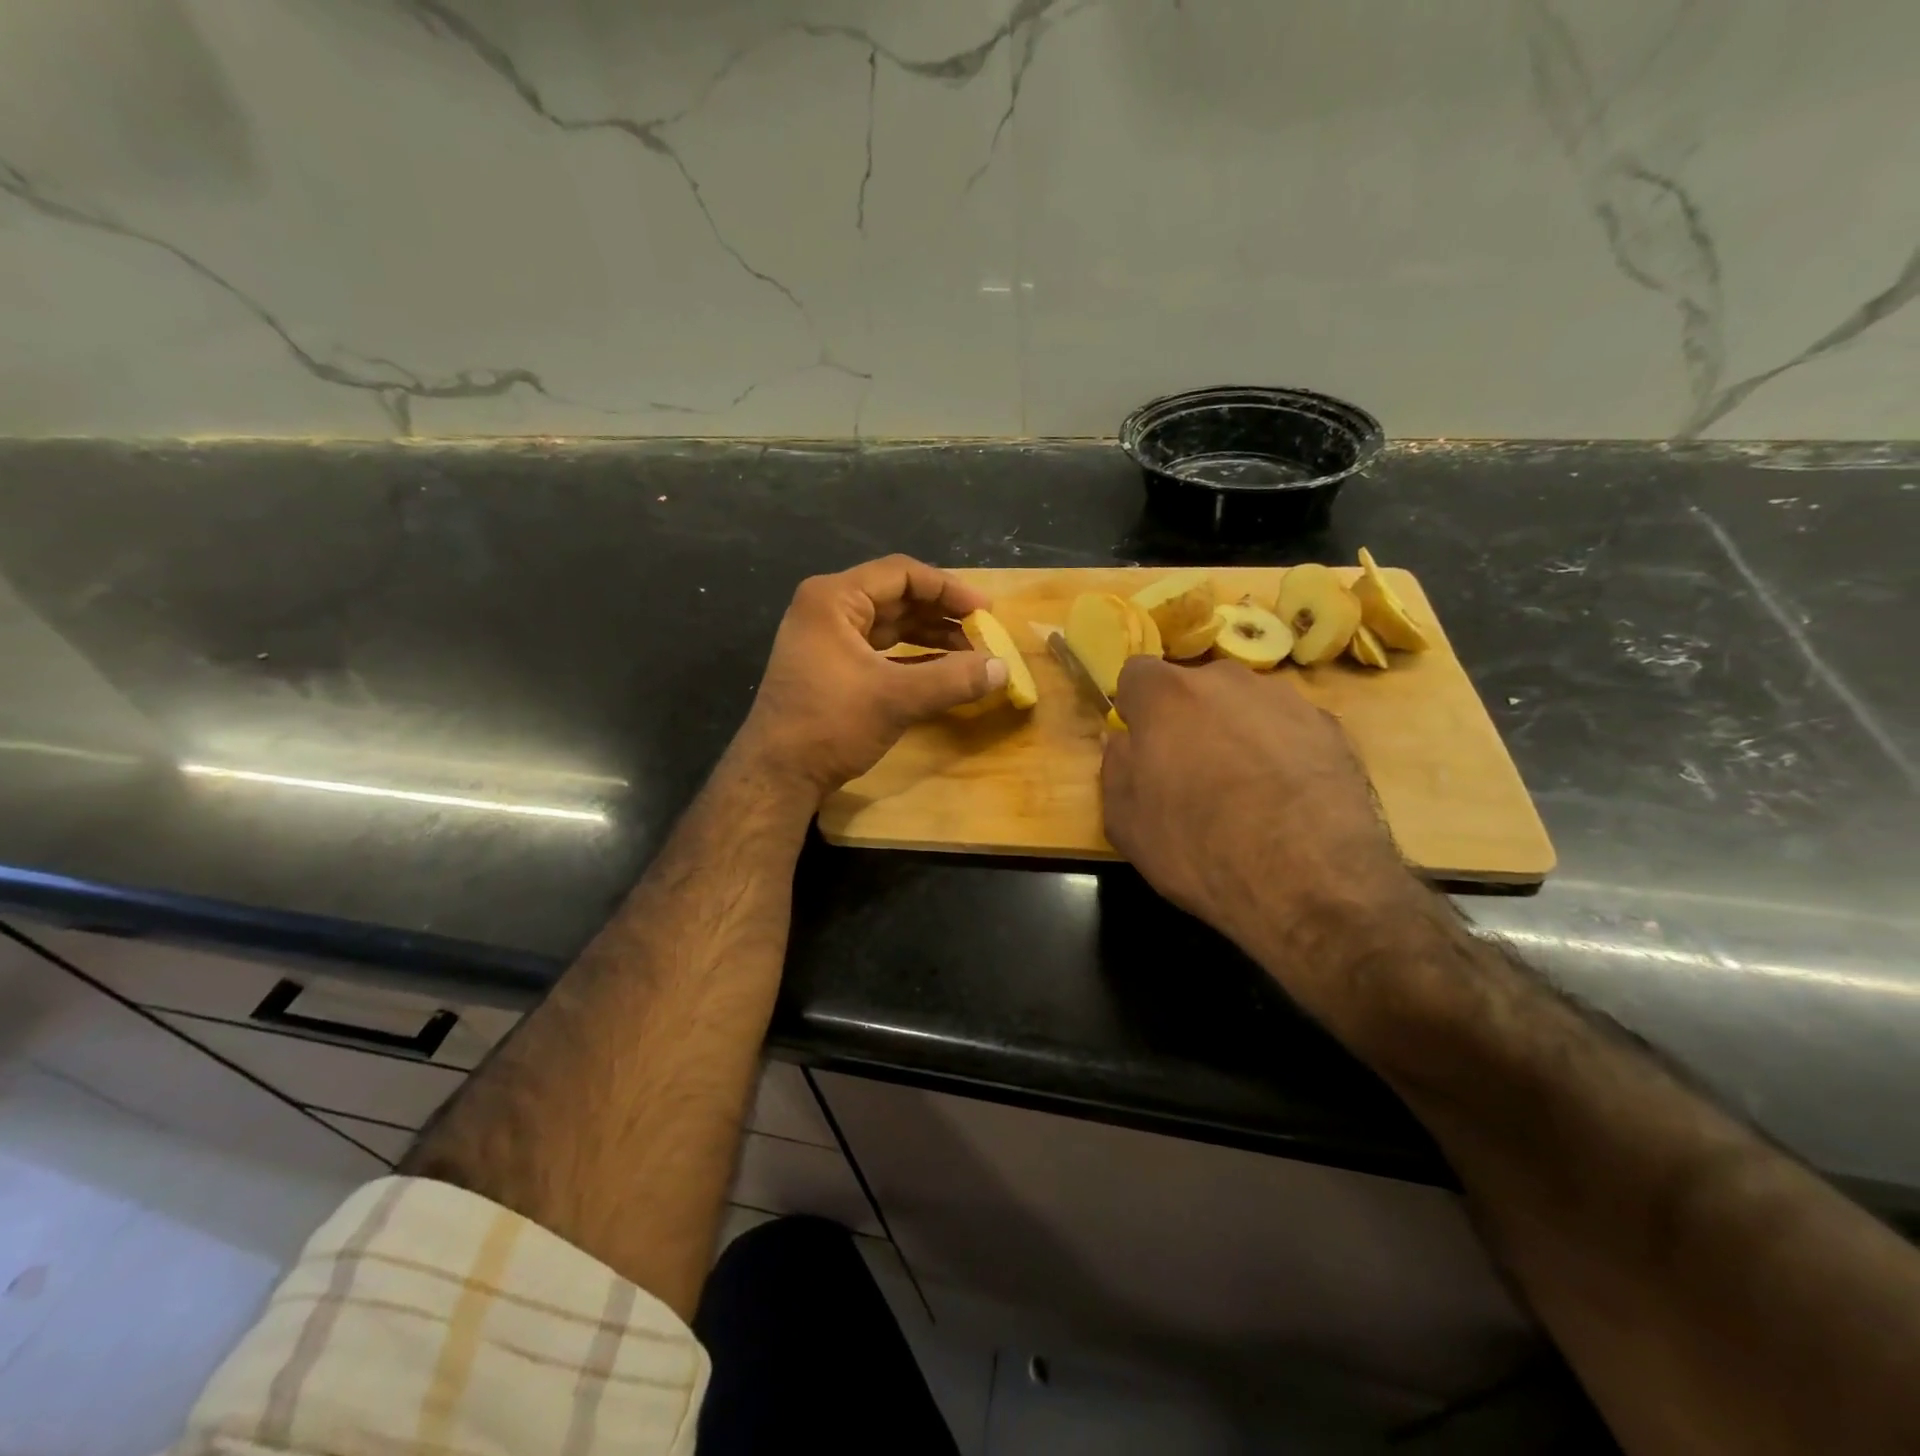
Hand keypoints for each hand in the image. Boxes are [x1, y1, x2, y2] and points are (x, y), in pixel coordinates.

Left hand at [734, 555, 1007, 799]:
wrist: (777, 775)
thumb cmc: (830, 724)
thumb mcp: (896, 699)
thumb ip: (953, 679)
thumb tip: (1003, 668)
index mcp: (834, 599)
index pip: (902, 574)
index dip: (949, 590)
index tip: (985, 612)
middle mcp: (828, 609)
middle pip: (897, 597)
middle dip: (942, 615)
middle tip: (983, 633)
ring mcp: (827, 638)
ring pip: (891, 625)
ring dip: (931, 636)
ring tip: (971, 653)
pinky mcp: (832, 666)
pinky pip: (881, 649)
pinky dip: (913, 657)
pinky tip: (944, 670)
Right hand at [1101, 657, 1422, 968]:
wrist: (1312, 880)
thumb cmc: (1199, 849)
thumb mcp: (1126, 822)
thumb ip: (1116, 768)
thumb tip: (1123, 741)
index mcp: (1168, 696)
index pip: (1137, 673)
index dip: (1135, 707)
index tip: (1141, 743)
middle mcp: (1227, 681)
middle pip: (1195, 686)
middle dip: (1187, 717)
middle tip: (1192, 770)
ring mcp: (1285, 699)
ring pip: (1245, 704)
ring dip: (1236, 730)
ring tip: (1247, 787)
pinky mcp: (1331, 727)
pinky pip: (1289, 727)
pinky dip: (1281, 749)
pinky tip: (1287, 796)